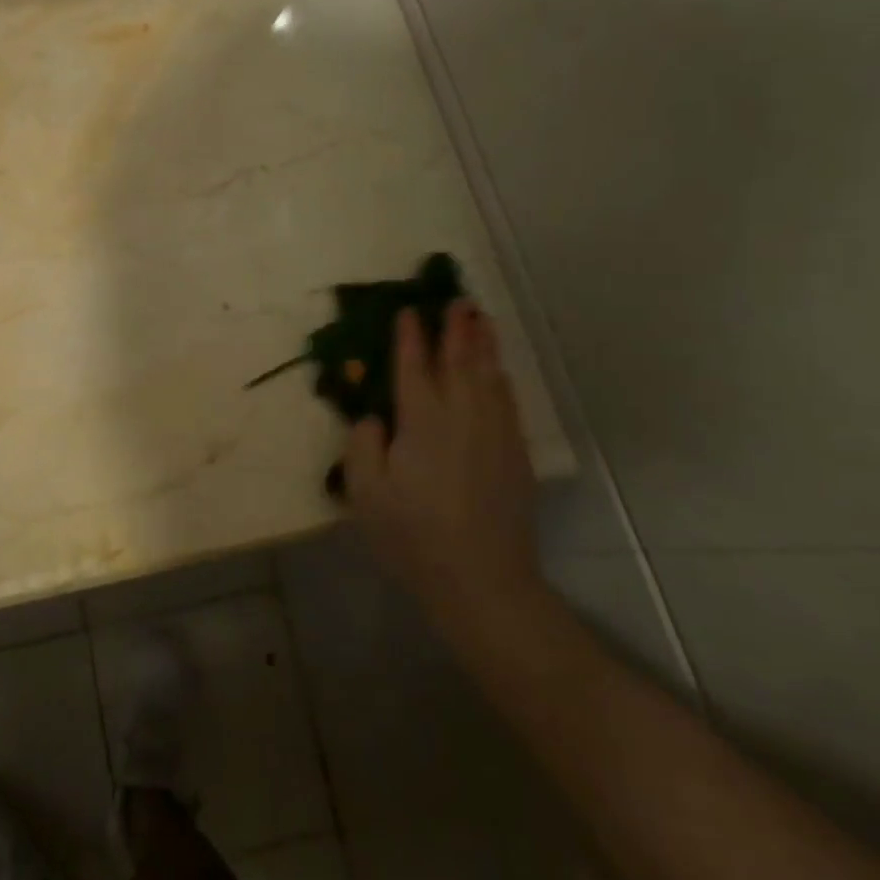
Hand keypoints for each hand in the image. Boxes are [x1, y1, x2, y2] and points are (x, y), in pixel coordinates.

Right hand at [344, 302, 545, 636]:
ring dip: (483, 344)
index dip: (410, 336)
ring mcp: (494, 432)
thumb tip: (374, 415)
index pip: (414, 365)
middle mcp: (461, 415)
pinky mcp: (515, 453)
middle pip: (459, 360)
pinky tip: (498, 372)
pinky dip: (500, 377)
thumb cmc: (413, 535)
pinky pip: (507, 400)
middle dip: (455, 328)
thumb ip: (364, 444)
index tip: (407, 310)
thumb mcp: (366, 492)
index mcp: (421, 420)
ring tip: (481, 319)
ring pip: (489, 375)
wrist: (482, 580)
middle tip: (456, 300)